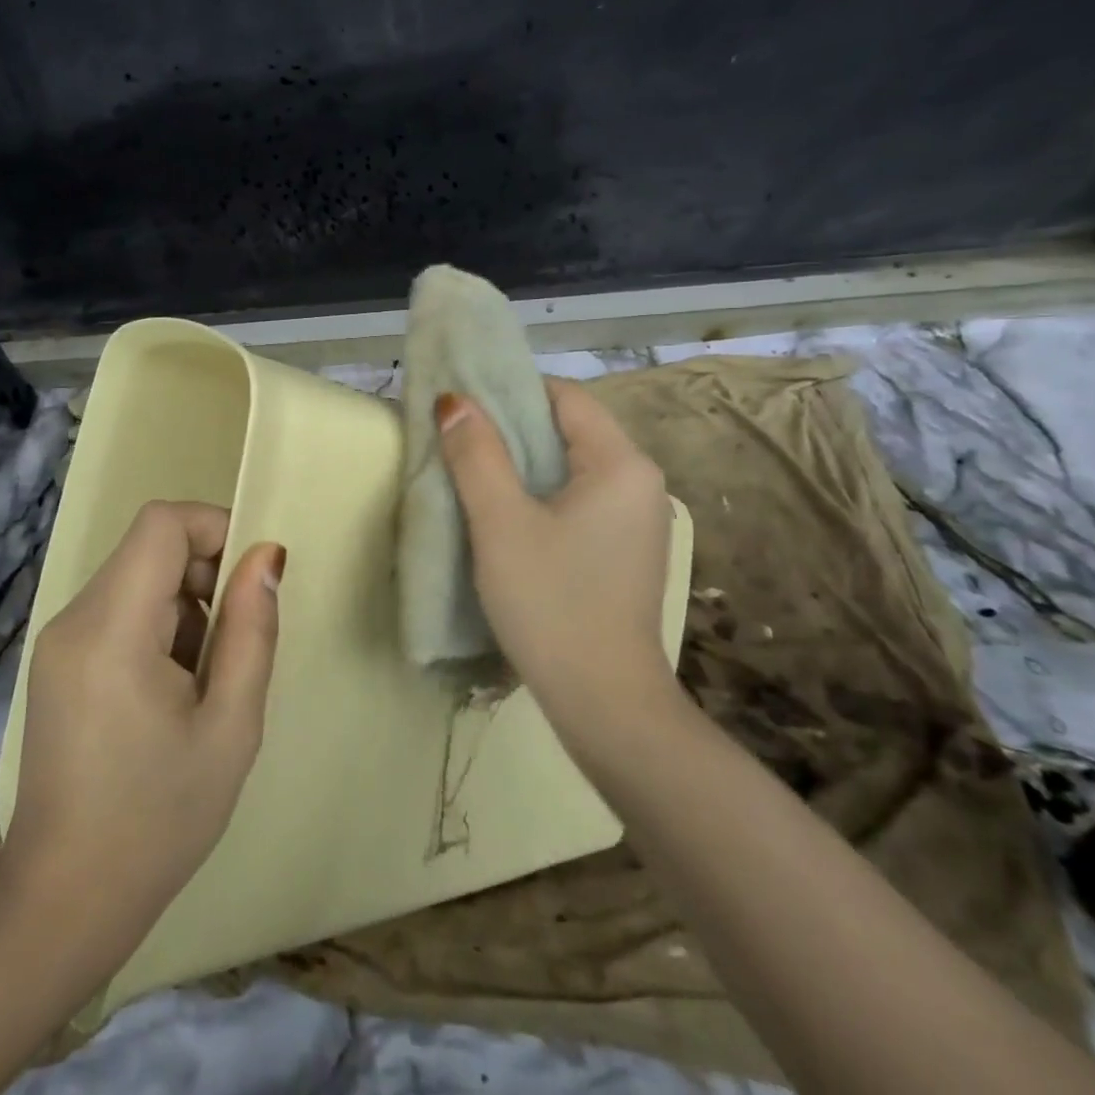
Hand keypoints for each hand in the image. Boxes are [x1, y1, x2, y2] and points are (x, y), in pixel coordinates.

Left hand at [3, 501, 282, 942]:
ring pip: (136, 576)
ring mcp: (58, 639)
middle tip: (233, 643)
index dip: (214, 528)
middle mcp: (75, 618)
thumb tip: (266, 555)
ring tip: (201, 680)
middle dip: (204, 575)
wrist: (66, 898)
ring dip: (184, 605)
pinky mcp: (57, 660)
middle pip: (149, 547)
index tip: (249, 579)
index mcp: (112, 629)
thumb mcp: (231, 725)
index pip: (161, 523)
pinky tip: (169, 690)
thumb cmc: (160, 817)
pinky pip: (117, 608)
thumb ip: (252, 629)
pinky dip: (156, 625)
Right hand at [435, 378, 676, 743]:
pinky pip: (577, 500)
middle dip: (511, 428)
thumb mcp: (501, 523)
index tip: (462, 404)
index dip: (511, 391)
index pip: (565, 396)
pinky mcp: (624, 550)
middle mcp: (640, 482)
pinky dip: (539, 495)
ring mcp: (636, 519)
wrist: (604, 703)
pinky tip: (504, 514)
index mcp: (621, 464)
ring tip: (471, 472)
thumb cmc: (551, 602)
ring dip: (521, 464)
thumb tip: (454, 401)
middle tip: (456, 438)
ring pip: (570, 467)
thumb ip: (476, 455)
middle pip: (569, 430)